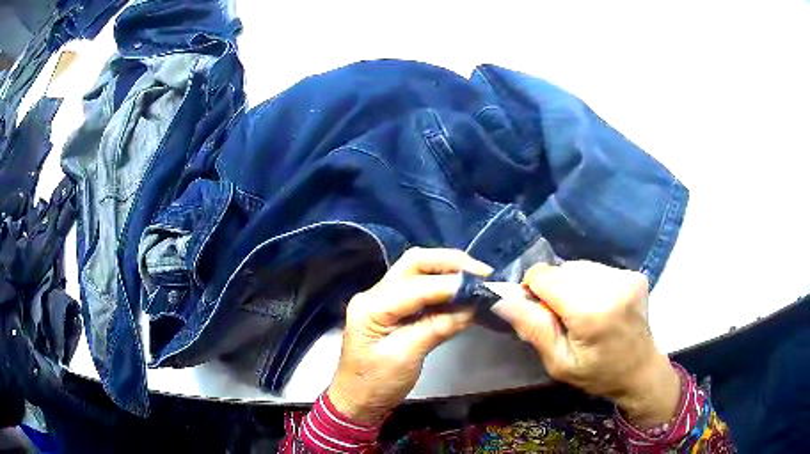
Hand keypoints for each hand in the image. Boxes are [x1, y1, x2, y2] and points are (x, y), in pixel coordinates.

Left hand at [328, 248, 491, 424]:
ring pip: (418, 271)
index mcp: (372, 306)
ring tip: (477, 280)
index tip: (482, 287)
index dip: (451, 284)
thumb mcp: (406, 357)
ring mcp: (382, 299)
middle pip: (415, 263)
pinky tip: (461, 293)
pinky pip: (420, 288)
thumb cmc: (376, 383)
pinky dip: (443, 287)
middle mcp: (375, 294)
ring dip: (448, 271)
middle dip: (450, 263)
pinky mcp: (393, 309)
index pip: (417, 286)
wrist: (357, 400)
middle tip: (482, 273)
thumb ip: (437, 327)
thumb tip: (472, 306)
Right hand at [492, 261, 680, 428]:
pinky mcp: (633, 274)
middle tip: (561, 318)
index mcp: (592, 312)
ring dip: (571, 285)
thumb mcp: (558, 363)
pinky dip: (588, 283)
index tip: (538, 312)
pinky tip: (597, 304)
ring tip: (581, 311)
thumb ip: (533, 329)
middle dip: (553, 289)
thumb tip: (502, 300)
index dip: (533, 290)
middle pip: (562, 269)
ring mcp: (626, 276)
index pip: (545, 276)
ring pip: (578, 266)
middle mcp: (612, 285)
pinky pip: (596, 269)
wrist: (640, 370)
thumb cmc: (597, 374)